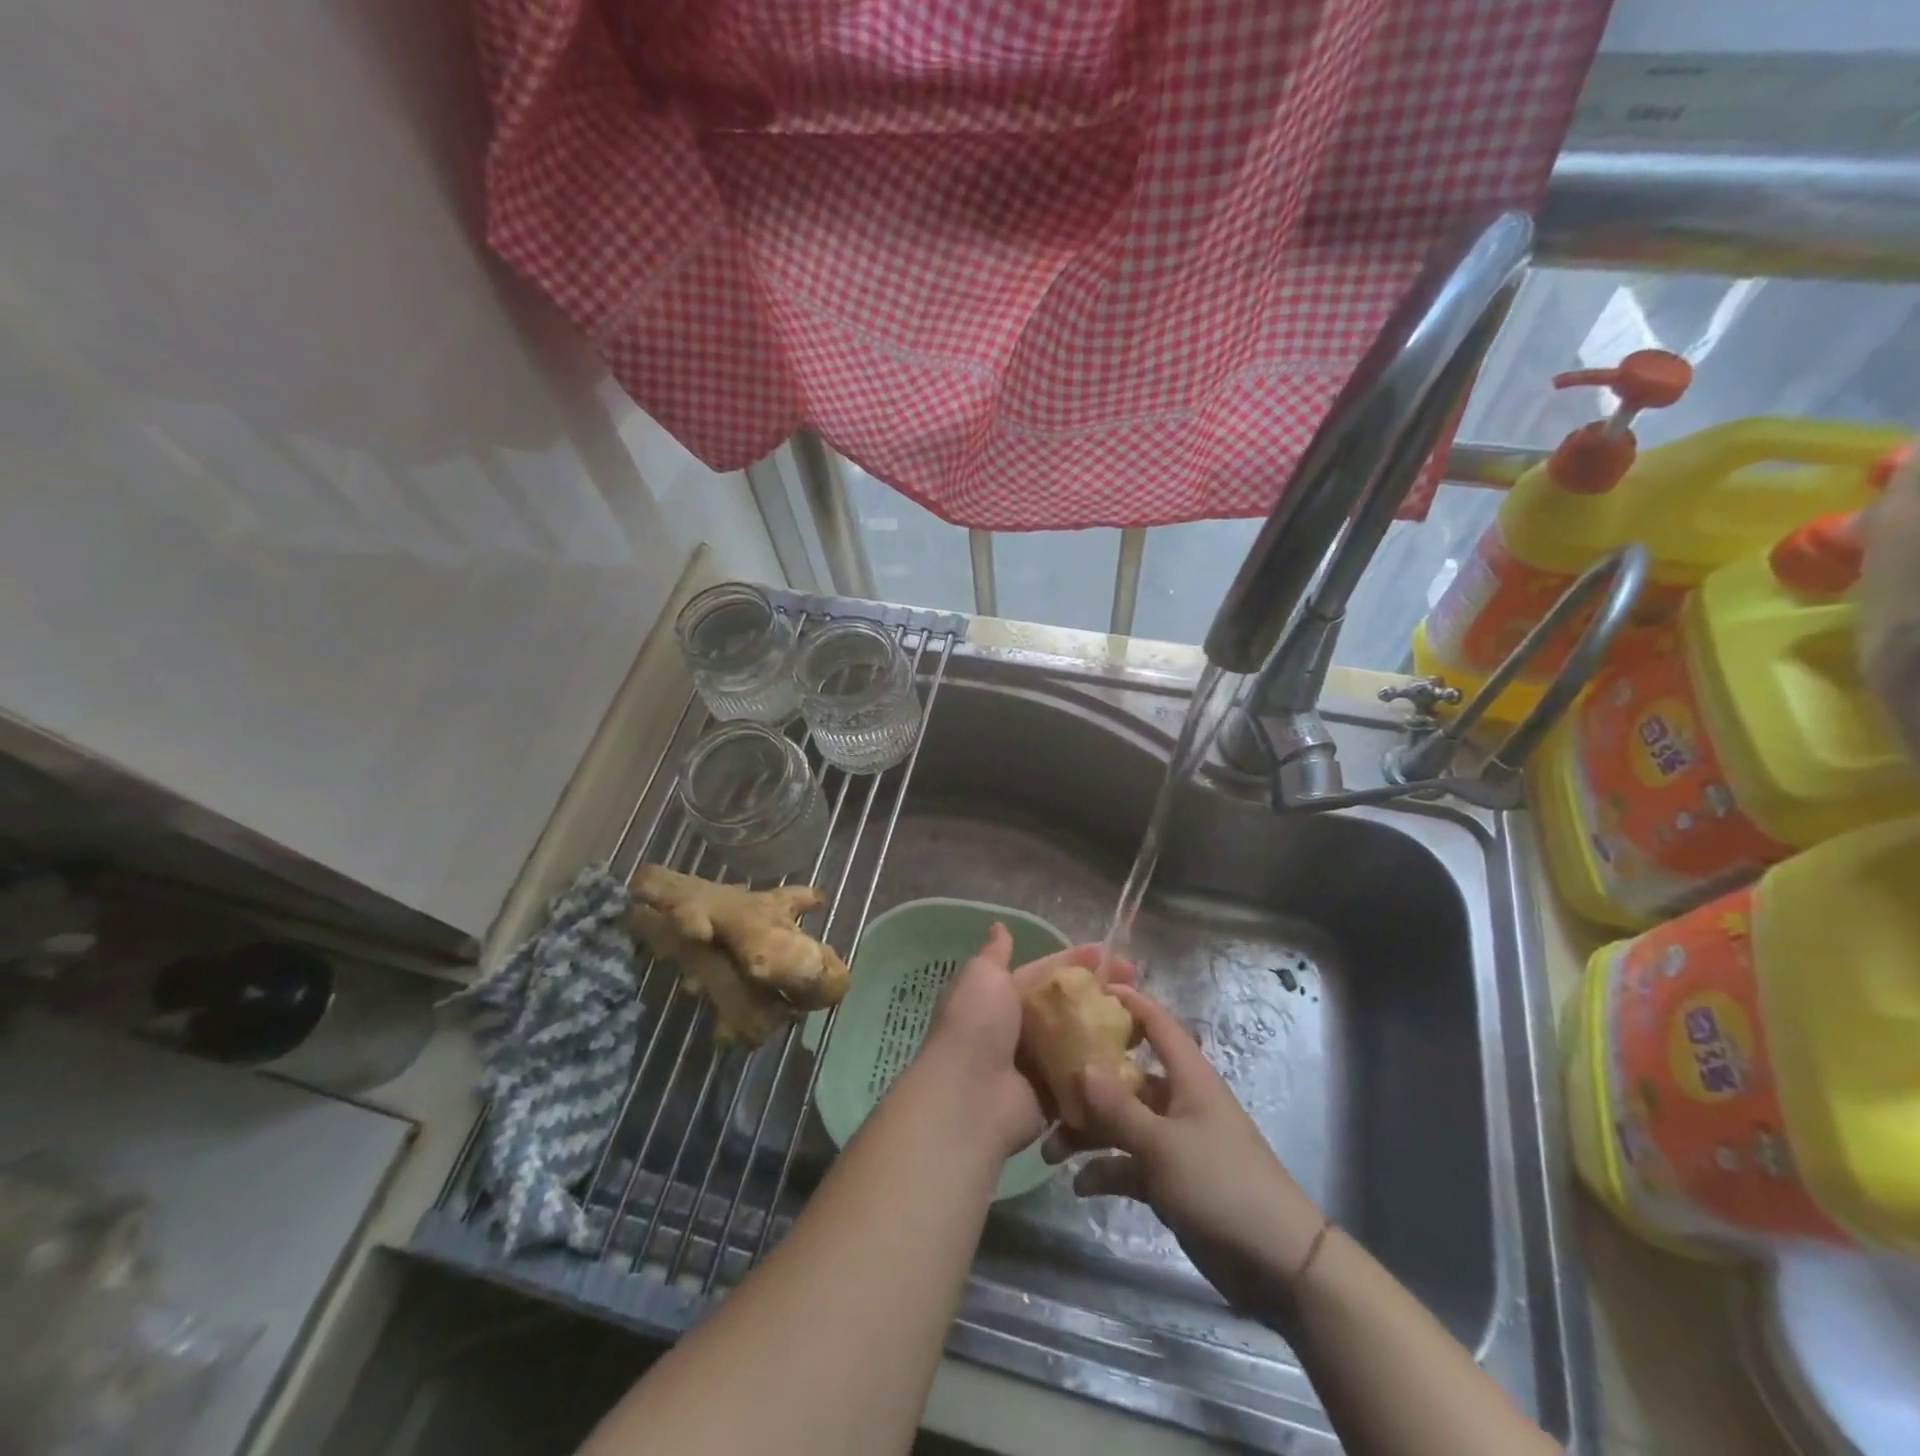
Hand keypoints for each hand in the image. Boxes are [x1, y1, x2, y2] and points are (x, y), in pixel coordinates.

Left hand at [917, 926, 1136, 1159]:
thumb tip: (999, 927)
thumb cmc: (976, 1025)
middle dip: (1101, 992)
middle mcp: (1020, 1029)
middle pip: (1068, 1006)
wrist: (968, 1096)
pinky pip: (1085, 1077)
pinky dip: (1106, 1066)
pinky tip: (1137, 1054)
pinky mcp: (1054, 1097)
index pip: (1047, 973)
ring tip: (1145, 1015)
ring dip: (1109, 1028)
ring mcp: (1038, 1065)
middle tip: (1138, 983)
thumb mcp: (982, 977)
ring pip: (1080, 1040)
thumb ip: (995, 954)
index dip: (1078, 961)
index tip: (1112, 953)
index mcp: (1002, 997)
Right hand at [1050, 984, 1325, 1313]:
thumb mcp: (1164, 1145)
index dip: (1128, 1003)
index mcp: (1188, 1078)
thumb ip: (1119, 1108)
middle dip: (1086, 1083)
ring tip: (1051, 1150)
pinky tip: (1079, 1185)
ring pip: (1121, 1123)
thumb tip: (1081, 1065)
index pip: (1156, 1024)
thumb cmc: (1222, 1185)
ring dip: (1088, 1134)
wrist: (1277, 1264)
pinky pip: (1128, 1164)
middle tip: (1045, 1086)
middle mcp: (1178, 1101)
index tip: (1088, 991)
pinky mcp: (1170, 1179)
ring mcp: (1173, 1141)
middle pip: (1126, 1077)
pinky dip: (1105, 1170)